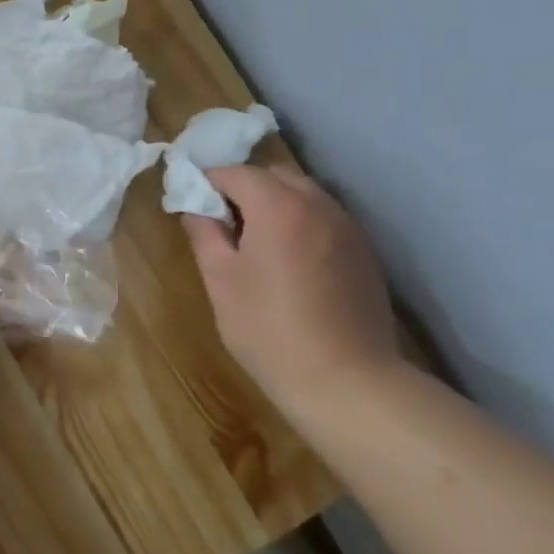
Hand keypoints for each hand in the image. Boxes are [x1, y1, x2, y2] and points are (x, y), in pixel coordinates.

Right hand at [183, 164, 401, 409]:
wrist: (346, 380)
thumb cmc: (268, 328)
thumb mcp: (220, 280)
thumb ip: (204, 233)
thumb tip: (195, 206)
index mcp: (277, 206)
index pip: (235, 172)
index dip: (207, 181)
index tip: (190, 202)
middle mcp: (318, 204)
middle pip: (274, 175)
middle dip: (244, 188)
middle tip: (223, 223)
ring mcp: (347, 227)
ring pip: (304, 195)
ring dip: (275, 204)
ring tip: (256, 243)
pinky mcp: (364, 252)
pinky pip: (324, 219)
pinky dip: (301, 223)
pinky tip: (290, 262)